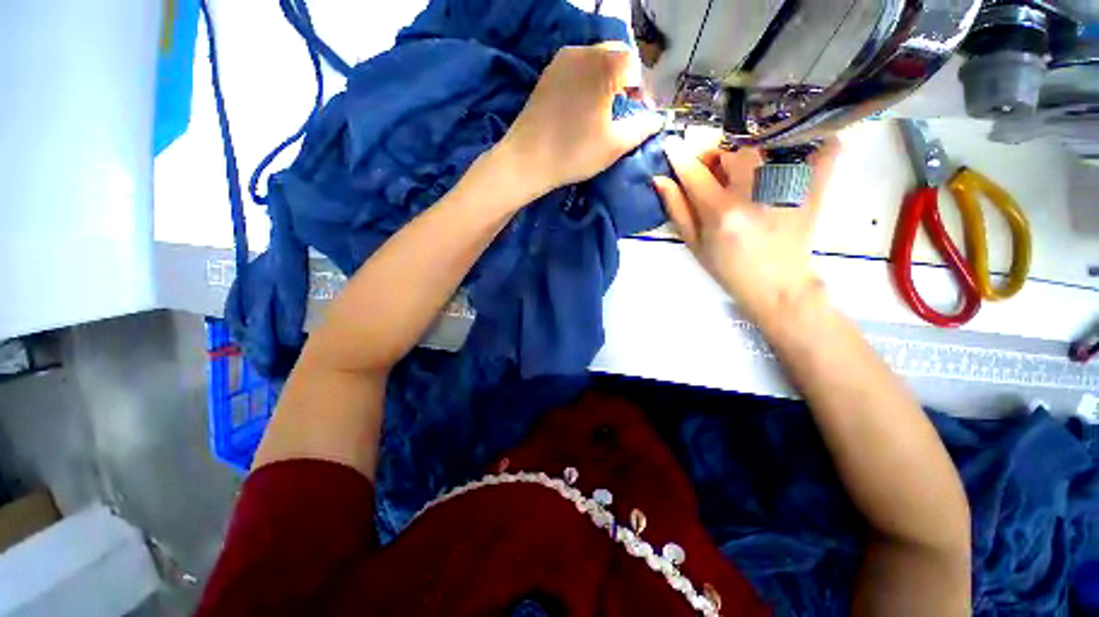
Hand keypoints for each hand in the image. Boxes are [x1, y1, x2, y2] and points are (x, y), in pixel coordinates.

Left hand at [497, 43, 663, 200]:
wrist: (526, 160)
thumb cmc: (574, 153)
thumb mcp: (614, 145)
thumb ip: (642, 128)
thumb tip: (658, 119)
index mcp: (605, 64)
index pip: (636, 66)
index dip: (643, 90)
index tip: (640, 114)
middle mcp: (584, 51)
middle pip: (616, 57)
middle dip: (626, 82)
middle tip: (623, 112)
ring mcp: (562, 60)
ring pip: (596, 61)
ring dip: (607, 81)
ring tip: (603, 111)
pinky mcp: (548, 72)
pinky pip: (577, 69)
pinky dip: (587, 82)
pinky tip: (583, 108)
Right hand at [653, 138, 839, 325]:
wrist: (776, 286)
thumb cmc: (728, 269)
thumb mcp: (694, 245)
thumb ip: (677, 210)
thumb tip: (660, 180)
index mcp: (720, 212)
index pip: (694, 172)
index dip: (679, 156)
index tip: (671, 144)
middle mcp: (753, 194)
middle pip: (731, 149)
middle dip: (713, 150)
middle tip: (709, 164)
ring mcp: (786, 188)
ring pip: (764, 144)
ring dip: (744, 147)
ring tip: (740, 164)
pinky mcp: (812, 189)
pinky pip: (823, 150)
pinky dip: (815, 141)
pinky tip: (799, 145)